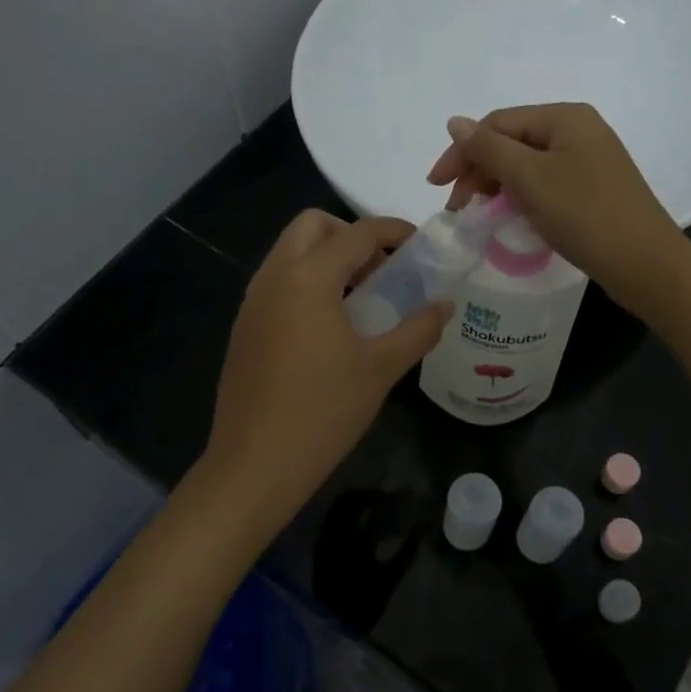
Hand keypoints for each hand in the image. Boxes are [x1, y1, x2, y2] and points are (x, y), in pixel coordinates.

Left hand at [202, 210, 451, 532]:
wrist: (254, 465)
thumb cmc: (324, 412)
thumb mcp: (381, 369)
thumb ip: (418, 329)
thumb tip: (446, 304)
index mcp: (309, 277)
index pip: (358, 233)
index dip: (394, 231)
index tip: (421, 244)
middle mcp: (274, 276)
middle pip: (313, 226)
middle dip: (351, 235)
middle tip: (383, 269)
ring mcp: (253, 301)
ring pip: (290, 252)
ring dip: (327, 257)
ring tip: (362, 298)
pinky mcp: (244, 326)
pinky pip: (278, 281)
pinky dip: (306, 281)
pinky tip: (330, 326)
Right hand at [426, 102, 687, 308]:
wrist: (645, 264)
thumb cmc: (584, 214)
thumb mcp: (529, 178)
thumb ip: (488, 149)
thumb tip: (455, 122)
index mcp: (564, 117)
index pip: (498, 123)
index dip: (462, 152)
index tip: (437, 188)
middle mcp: (578, 130)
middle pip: (512, 142)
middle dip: (479, 171)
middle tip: (458, 208)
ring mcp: (588, 160)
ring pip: (527, 165)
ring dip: (497, 186)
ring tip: (480, 214)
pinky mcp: (592, 188)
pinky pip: (545, 183)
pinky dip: (521, 197)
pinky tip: (511, 217)